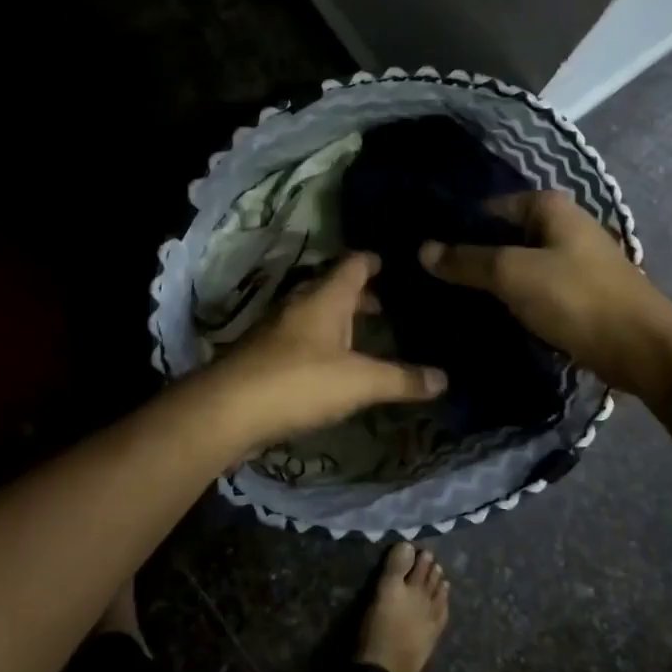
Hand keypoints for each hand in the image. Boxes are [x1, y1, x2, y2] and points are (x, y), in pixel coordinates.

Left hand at [207, 252, 446, 448]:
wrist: (227, 411)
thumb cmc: (299, 382)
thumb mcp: (360, 382)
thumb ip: (402, 379)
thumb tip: (444, 380)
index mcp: (325, 298)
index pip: (353, 264)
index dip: (373, 261)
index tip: (392, 262)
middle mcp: (300, 305)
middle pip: (333, 289)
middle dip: (360, 296)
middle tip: (390, 306)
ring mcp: (277, 331)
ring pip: (315, 315)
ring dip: (340, 321)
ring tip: (367, 336)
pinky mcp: (264, 357)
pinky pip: (301, 340)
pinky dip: (322, 345)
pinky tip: (334, 367)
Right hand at [418, 191, 671, 396]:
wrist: (642, 348)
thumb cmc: (577, 298)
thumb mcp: (514, 274)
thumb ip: (468, 260)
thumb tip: (423, 250)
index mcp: (551, 207)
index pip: (490, 207)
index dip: (458, 227)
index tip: (425, 250)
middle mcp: (564, 225)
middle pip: (504, 236)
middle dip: (472, 255)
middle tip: (430, 277)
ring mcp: (574, 260)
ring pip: (519, 264)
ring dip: (491, 281)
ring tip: (450, 297)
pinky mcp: (579, 293)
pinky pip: (534, 289)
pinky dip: (513, 299)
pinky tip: (486, 314)